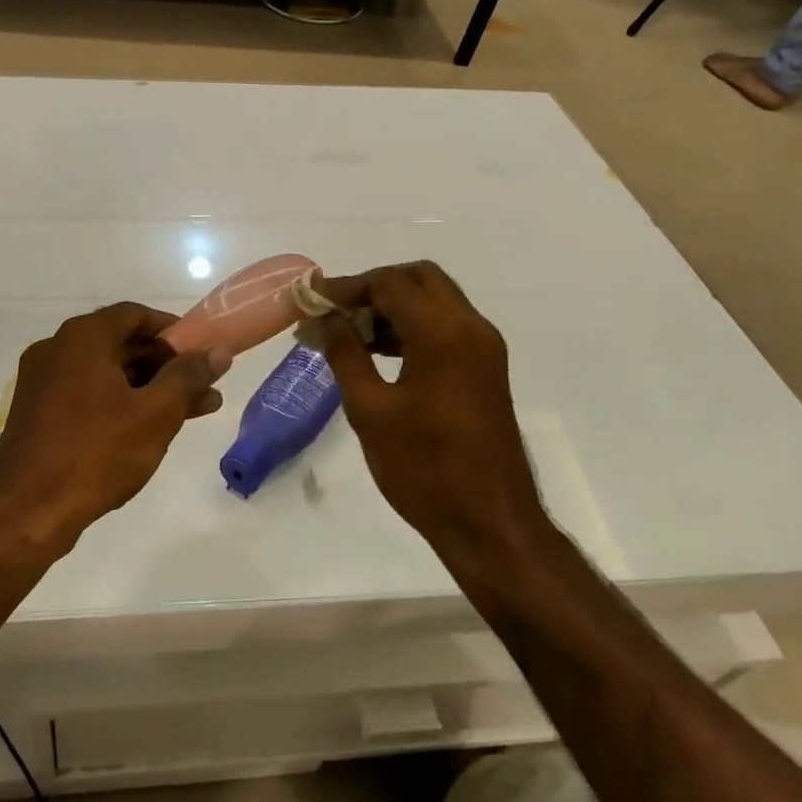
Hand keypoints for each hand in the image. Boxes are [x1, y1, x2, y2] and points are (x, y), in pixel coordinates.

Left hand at [0, 303, 230, 551]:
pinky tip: (148, 430)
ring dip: (148, 388)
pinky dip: (119, 403)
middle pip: (121, 344)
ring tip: (191, 413)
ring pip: (106, 374)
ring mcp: (41, 382)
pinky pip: (86, 395)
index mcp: (82, 338)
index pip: (135, 314)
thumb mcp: (155, 414)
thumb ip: (189, 377)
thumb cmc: (96, 453)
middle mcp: (56, 349)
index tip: (200, 352)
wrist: (26, 513)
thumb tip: (218, 351)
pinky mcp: (36, 414)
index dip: (173, 330)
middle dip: (166, 366)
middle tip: (204, 388)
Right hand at [313, 262, 542, 554]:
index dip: (346, 286)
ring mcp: (483, 348)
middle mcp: (471, 328)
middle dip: (373, 286)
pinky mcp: (485, 369)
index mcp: (443, 333)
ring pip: (435, 300)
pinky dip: (412, 326)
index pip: (390, 283)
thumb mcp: (369, 409)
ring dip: (393, 305)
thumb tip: (326, 318)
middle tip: (335, 310)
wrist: (490, 522)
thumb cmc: (424, 468)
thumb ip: (345, 353)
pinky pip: (446, 326)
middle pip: (419, 278)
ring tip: (348, 332)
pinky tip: (378, 351)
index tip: (311, 299)